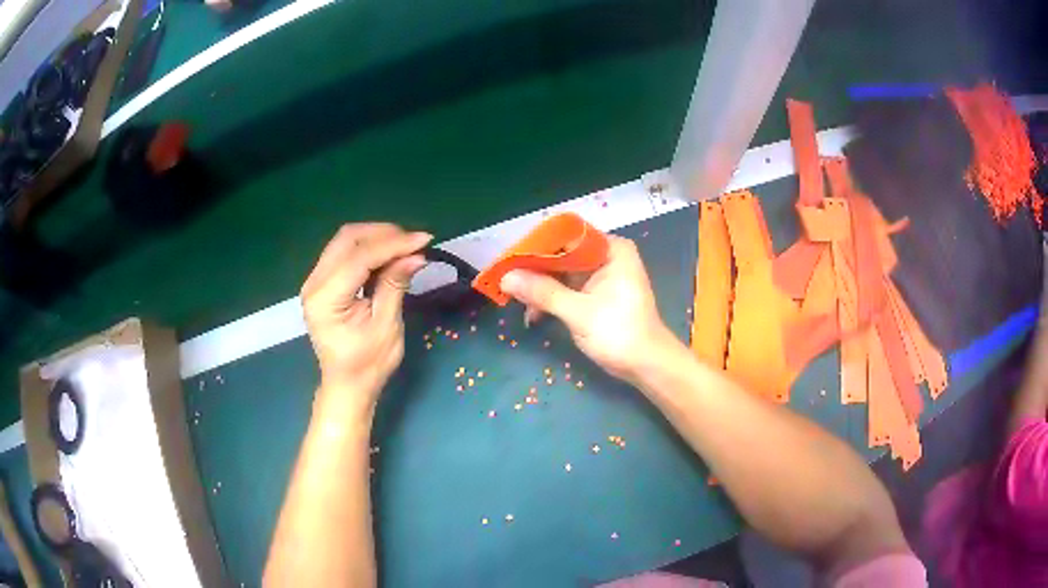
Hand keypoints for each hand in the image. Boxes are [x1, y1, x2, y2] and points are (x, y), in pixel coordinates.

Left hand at [301, 224, 431, 416]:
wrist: (347, 385)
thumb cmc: (368, 364)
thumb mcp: (386, 326)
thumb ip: (395, 285)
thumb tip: (417, 255)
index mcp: (325, 299)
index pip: (359, 257)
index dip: (393, 244)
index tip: (424, 240)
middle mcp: (314, 283)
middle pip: (347, 239)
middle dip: (384, 234)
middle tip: (415, 242)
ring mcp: (315, 280)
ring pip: (345, 241)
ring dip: (377, 238)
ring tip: (405, 247)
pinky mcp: (322, 281)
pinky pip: (344, 252)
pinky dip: (369, 248)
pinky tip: (389, 255)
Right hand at [500, 235, 676, 381]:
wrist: (646, 365)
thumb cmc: (619, 333)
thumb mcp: (578, 312)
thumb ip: (542, 291)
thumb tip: (505, 278)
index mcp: (611, 249)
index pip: (567, 236)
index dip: (538, 246)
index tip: (510, 259)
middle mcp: (607, 256)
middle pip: (563, 254)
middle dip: (536, 269)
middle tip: (507, 281)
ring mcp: (603, 276)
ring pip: (563, 273)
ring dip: (541, 287)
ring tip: (517, 303)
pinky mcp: (598, 295)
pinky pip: (569, 288)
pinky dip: (552, 299)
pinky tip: (534, 314)